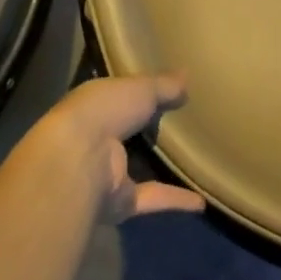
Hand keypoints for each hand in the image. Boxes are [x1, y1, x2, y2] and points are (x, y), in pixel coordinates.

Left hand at [29, 74, 206, 224]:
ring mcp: (106, 173)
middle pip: (126, 133)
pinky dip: (175, 200)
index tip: (164, 89)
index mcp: (95, 106)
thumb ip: (163, 85)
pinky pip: (151, 198)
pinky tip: (201, 201)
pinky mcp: (119, 201)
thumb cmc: (104, 111)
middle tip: (181, 122)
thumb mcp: (140, 88)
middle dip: (146, 129)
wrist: (79, 160)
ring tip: (191, 160)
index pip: (117, 97)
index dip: (138, 92)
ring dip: (158, 168)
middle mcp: (96, 138)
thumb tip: (187, 78)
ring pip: (136, 169)